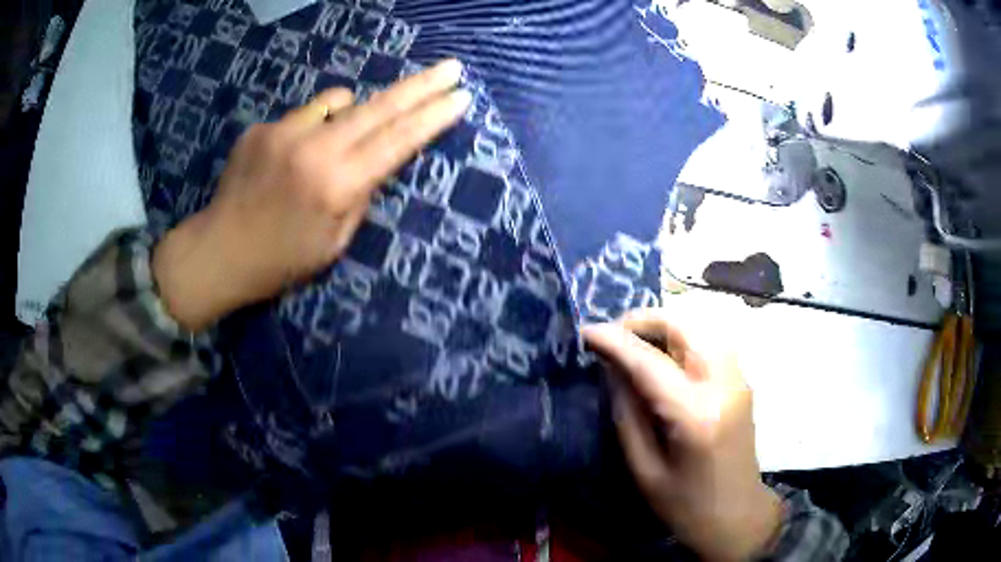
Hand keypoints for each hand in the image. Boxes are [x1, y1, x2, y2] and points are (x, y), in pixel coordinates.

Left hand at [153, 59, 471, 330]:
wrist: (219, 252)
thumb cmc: (281, 261)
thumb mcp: (335, 243)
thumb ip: (360, 195)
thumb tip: (374, 161)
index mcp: (338, 186)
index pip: (399, 141)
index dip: (433, 117)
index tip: (461, 97)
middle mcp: (315, 150)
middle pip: (380, 107)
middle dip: (421, 86)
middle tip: (452, 67)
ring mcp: (284, 133)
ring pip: (339, 101)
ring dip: (353, 112)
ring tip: (336, 144)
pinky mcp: (262, 128)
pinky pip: (303, 115)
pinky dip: (311, 127)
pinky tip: (293, 156)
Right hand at [582, 309, 782, 561]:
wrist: (737, 516)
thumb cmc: (686, 505)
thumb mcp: (645, 469)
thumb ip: (627, 414)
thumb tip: (613, 370)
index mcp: (695, 415)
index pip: (650, 362)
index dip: (615, 341)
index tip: (585, 331)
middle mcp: (723, 386)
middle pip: (685, 328)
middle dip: (645, 321)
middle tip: (613, 335)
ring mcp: (739, 381)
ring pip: (701, 328)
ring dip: (665, 327)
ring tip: (635, 344)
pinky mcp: (742, 383)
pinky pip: (710, 344)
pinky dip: (683, 339)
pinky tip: (664, 357)